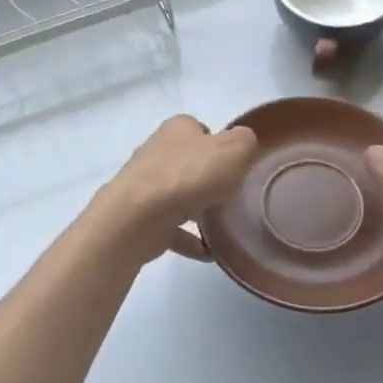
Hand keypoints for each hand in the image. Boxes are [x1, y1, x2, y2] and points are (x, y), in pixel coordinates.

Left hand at [101, 116, 257, 260]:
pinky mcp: (141, 217)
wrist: (138, 217)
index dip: (220, 145)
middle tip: (234, 196)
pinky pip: (172, 228)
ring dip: (198, 209)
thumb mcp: (233, 150)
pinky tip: (209, 253)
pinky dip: (189, 240)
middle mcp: (158, 152)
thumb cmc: (189, 176)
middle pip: (189, 163)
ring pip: (179, 195)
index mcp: (178, 129)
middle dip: (209, 179)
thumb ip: (244, 142)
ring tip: (224, 227)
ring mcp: (146, 185)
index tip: (236, 165)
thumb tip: (243, 144)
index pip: (201, 130)